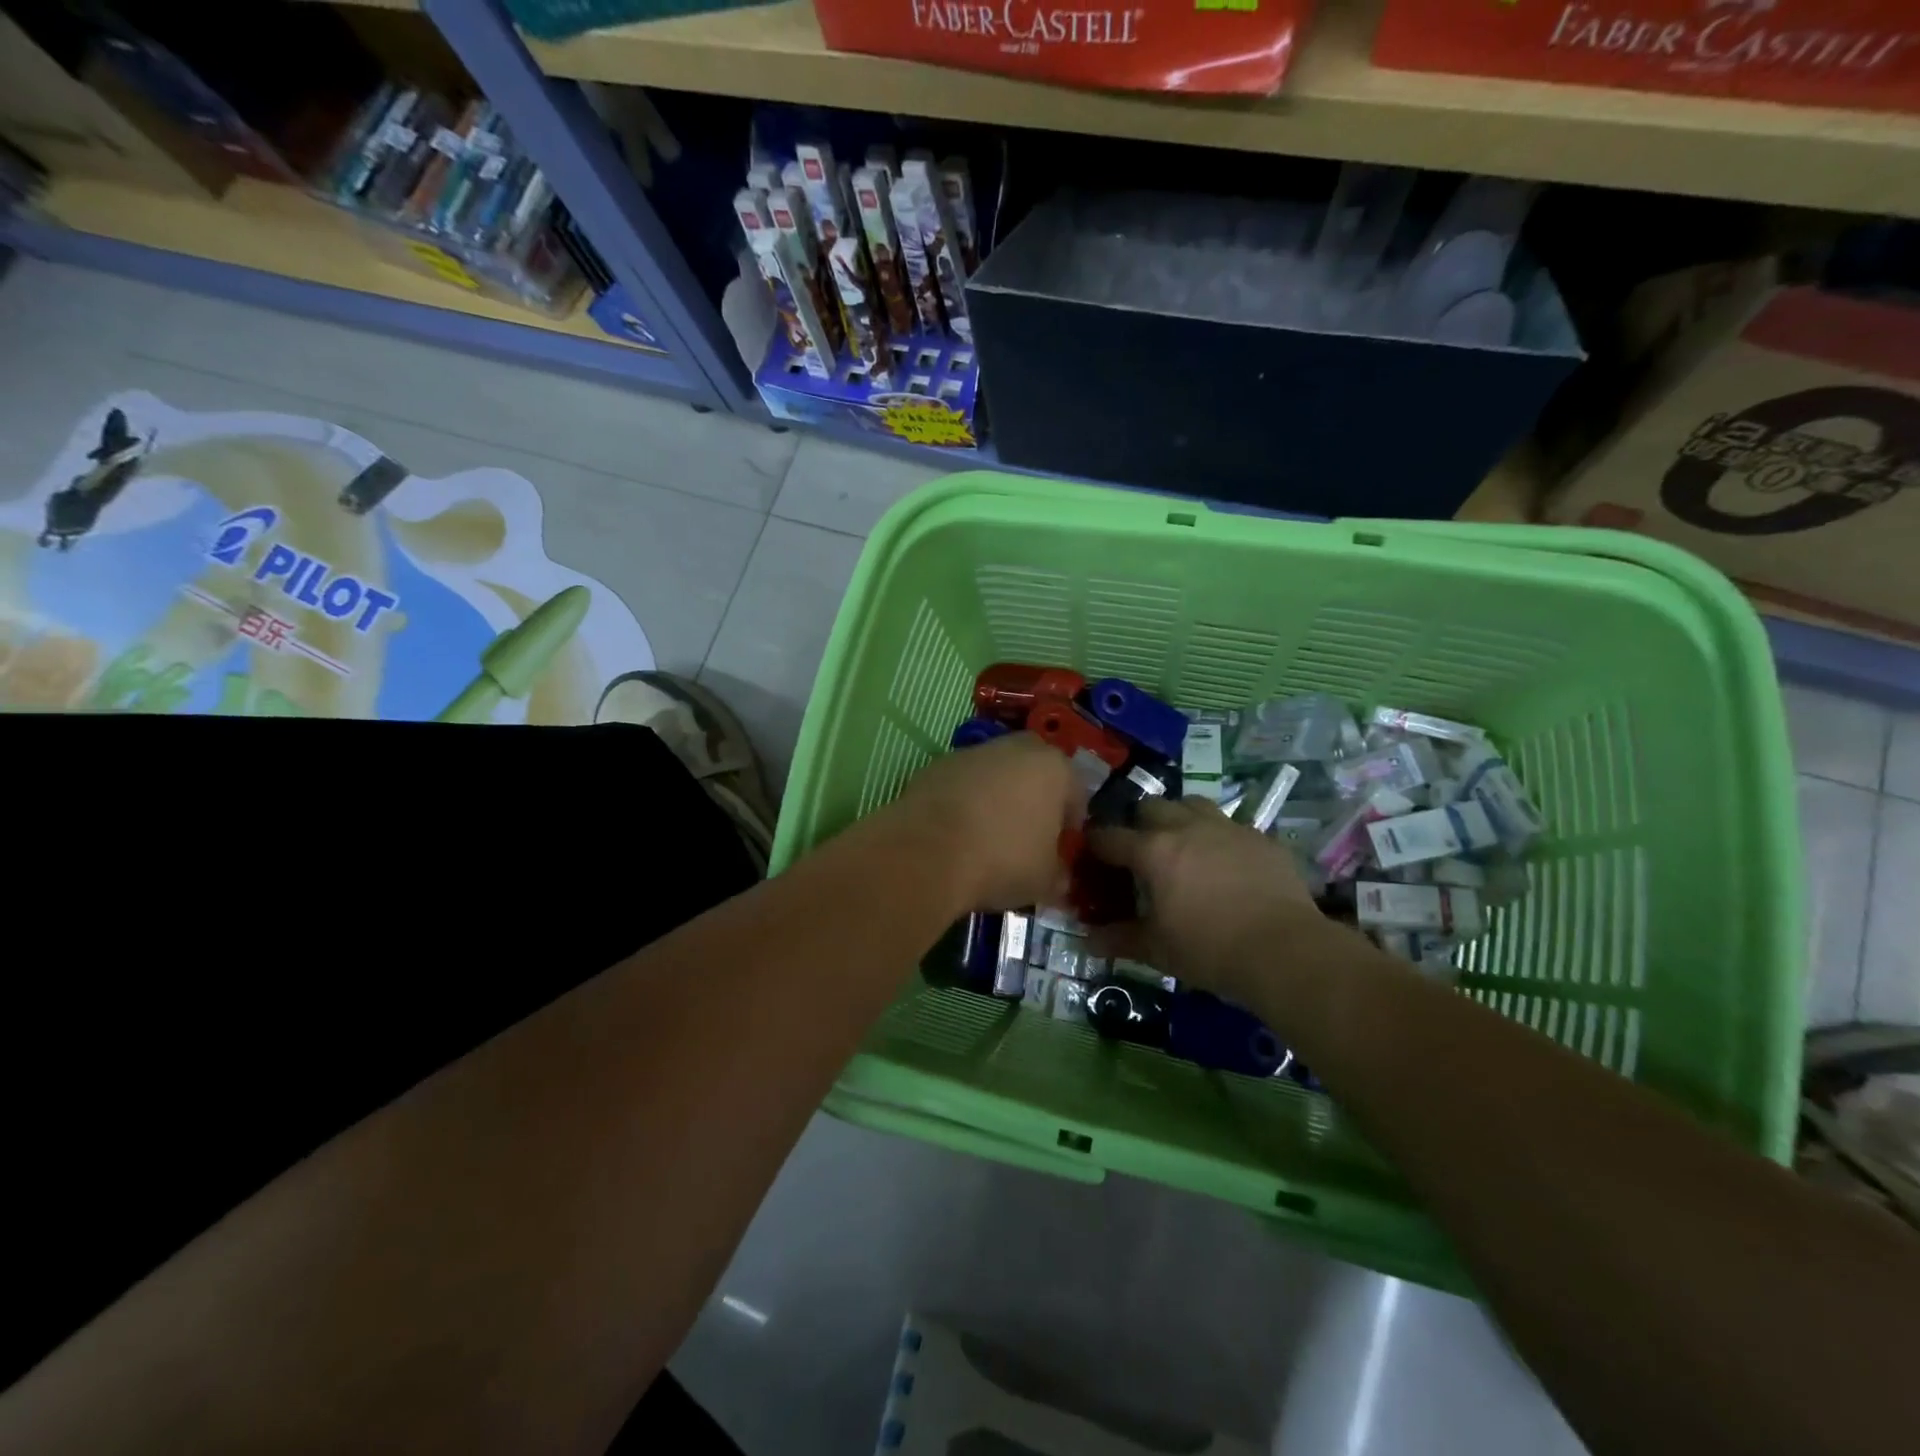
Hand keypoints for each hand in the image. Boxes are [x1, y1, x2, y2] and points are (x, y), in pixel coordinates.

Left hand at [889, 733, 1083, 911]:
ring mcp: (971, 753)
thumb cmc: (1003, 860)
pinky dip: (962, 801)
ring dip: (995, 796)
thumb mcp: (1044, 880)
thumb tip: (1058, 878)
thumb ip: (1057, 874)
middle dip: (1033, 797)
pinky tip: (956, 833)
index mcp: (1054, 767)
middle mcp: (1014, 748)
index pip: (1075, 793)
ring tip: (987, 836)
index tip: (1061, 849)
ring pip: (994, 773)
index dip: (1070, 824)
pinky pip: (960, 784)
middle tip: (1027, 833)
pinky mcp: (934, 766)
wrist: (928, 852)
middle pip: (1033, 771)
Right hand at [1087, 797, 1328, 1002]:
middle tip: (1141, 853)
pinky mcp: (1260, 837)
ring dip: (1180, 818)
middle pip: (1150, 806)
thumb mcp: (1157, 950)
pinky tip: (1225, 864)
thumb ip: (1119, 939)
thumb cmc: (1210, 949)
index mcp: (1153, 851)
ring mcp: (1227, 828)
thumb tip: (1087, 941)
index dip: (1095, 844)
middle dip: (1139, 824)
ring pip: (1192, 804)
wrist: (1285, 951)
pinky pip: (1230, 825)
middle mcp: (1186, 827)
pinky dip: (1219, 838)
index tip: (1090, 855)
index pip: (1109, 836)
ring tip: (1183, 846)